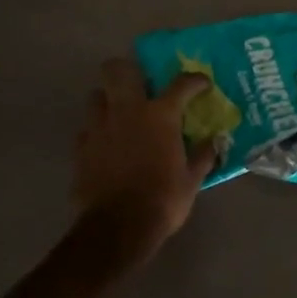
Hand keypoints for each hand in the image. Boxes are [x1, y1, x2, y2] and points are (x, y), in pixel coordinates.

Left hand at [74, 59, 218, 256]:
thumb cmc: (162, 200)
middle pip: (118, 70)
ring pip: (96, 95)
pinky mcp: (81, 147)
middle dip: (127, 69)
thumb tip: (215, 141)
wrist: (117, 228)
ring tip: (119, 113)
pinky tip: (106, 144)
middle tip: (140, 82)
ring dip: (108, 99)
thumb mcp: (192, 180)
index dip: (195, 80)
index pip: (181, 84)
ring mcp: (99, 127)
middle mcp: (127, 111)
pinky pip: (86, 128)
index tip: (202, 83)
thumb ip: (203, 156)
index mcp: (160, 115)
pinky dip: (96, 131)